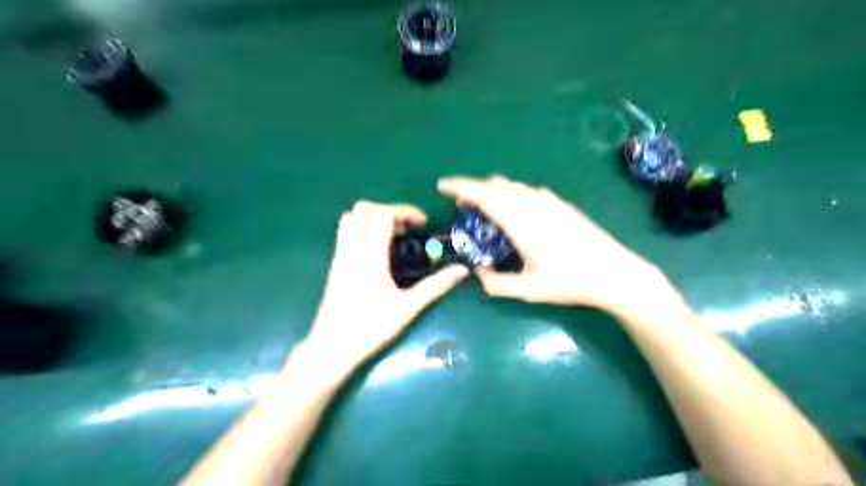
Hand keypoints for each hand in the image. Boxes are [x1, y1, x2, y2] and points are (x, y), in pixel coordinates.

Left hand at [303, 199, 471, 376]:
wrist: (331, 348)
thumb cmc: (371, 328)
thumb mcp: (407, 308)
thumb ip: (435, 286)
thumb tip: (462, 271)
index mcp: (370, 257)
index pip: (383, 216)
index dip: (405, 211)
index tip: (422, 224)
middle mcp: (351, 250)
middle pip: (363, 209)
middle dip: (388, 209)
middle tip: (406, 228)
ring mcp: (339, 256)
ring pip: (350, 218)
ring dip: (372, 216)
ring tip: (391, 235)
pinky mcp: (335, 265)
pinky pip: (344, 233)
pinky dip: (361, 227)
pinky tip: (376, 250)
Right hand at [437, 175, 664, 310]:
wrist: (614, 271)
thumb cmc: (570, 281)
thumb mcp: (529, 290)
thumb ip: (497, 284)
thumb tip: (479, 275)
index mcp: (521, 222)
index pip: (483, 195)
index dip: (460, 186)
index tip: (442, 186)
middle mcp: (532, 204)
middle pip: (495, 184)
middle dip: (473, 189)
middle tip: (461, 206)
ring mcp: (548, 200)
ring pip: (511, 185)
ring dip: (491, 190)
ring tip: (484, 208)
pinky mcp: (560, 203)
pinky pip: (526, 190)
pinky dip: (509, 193)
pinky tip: (513, 210)